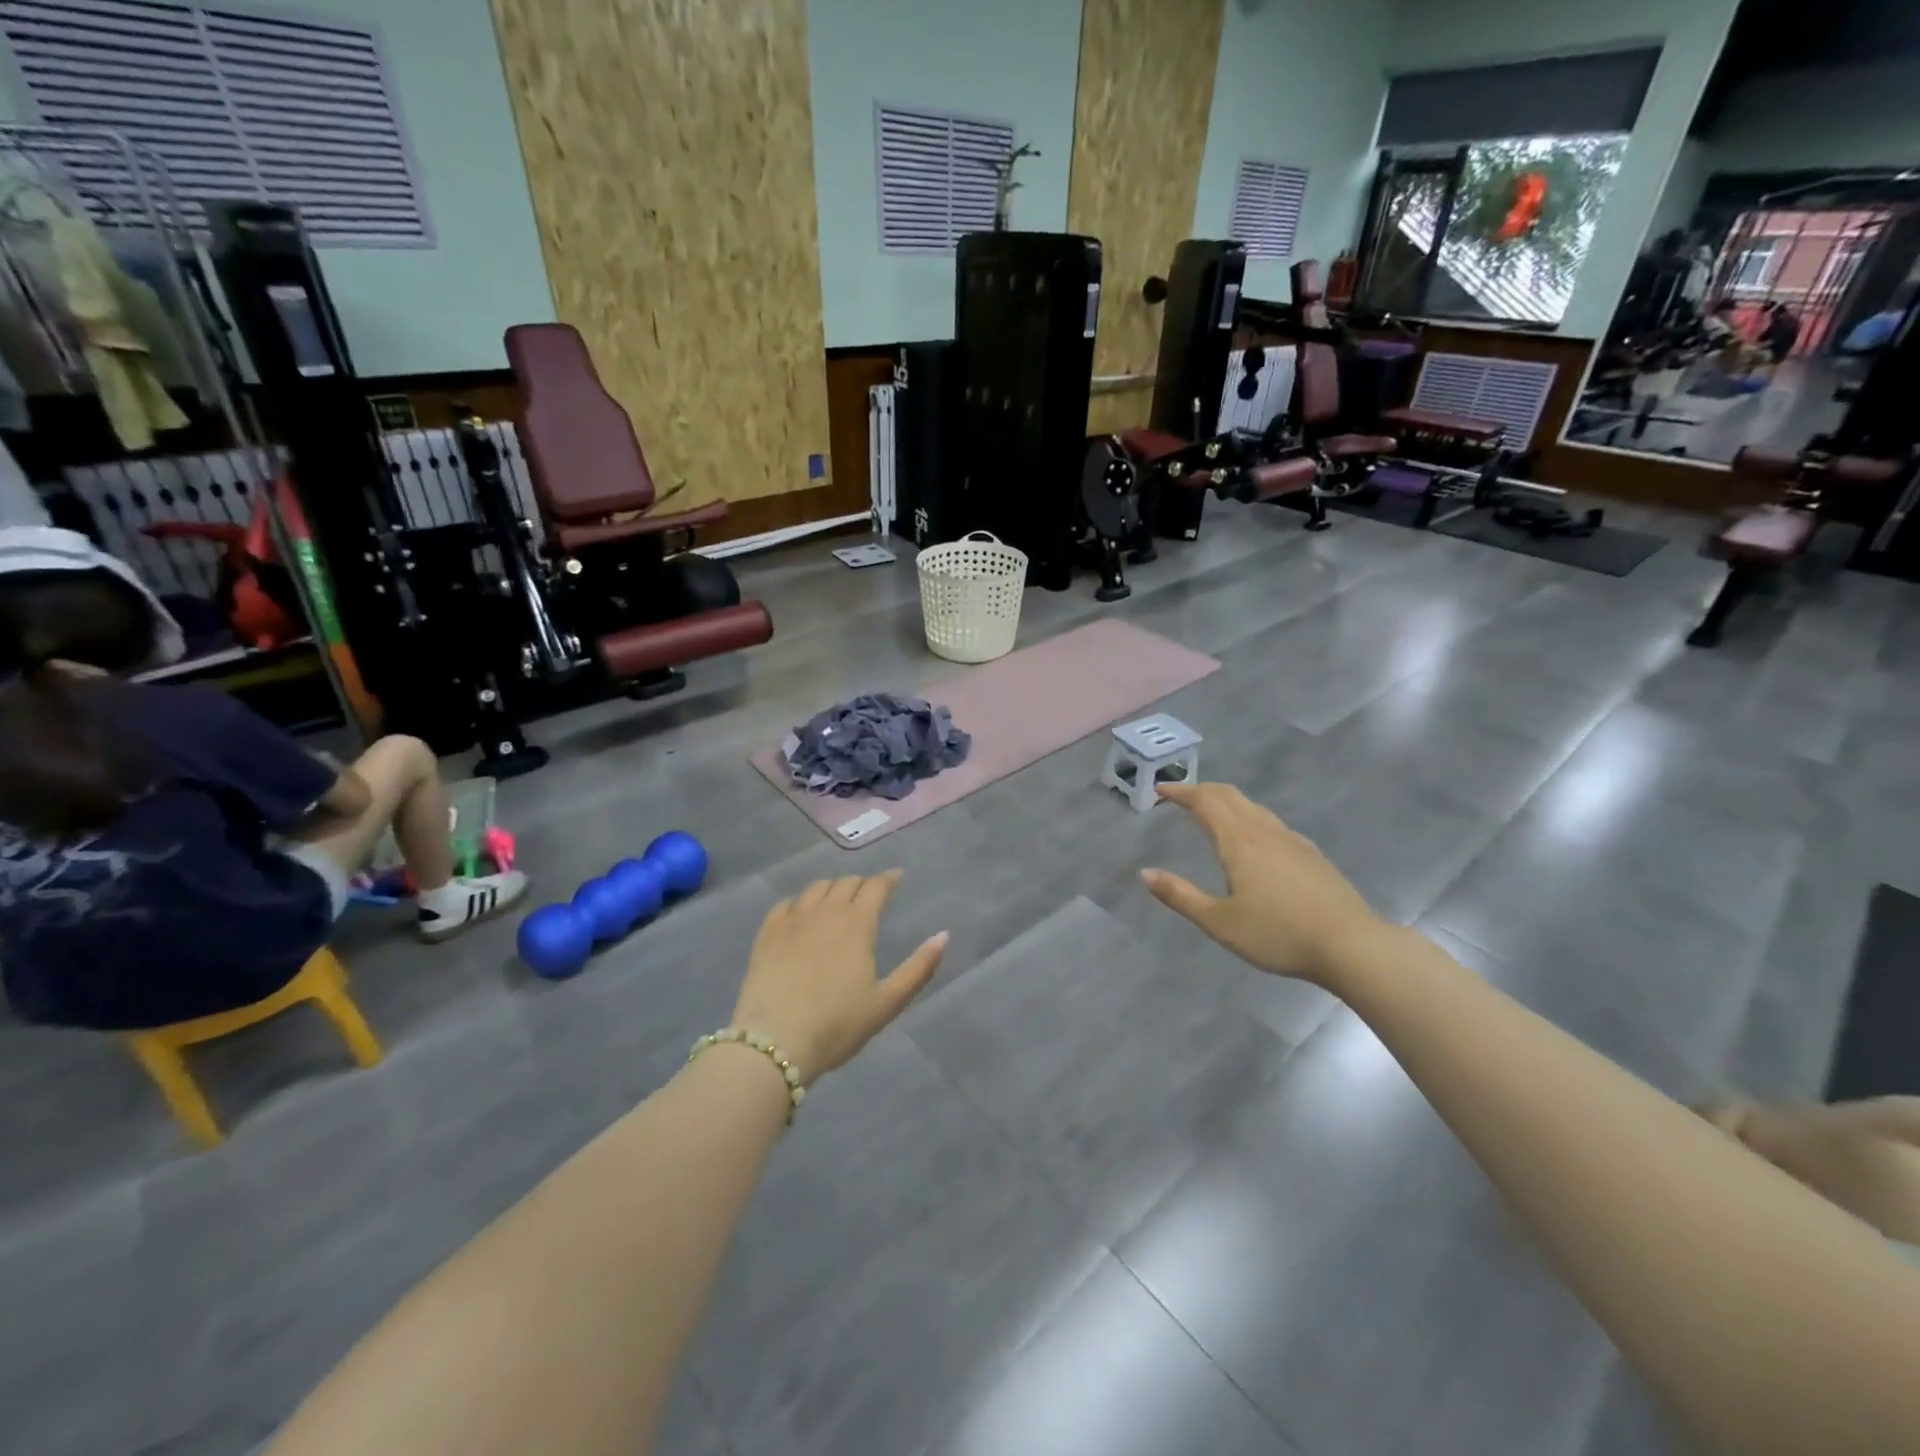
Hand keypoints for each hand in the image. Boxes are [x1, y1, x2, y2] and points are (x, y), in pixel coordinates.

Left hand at [731, 869, 946, 1080]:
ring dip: (831, 889)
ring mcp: (792, 921)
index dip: (888, 879)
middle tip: (869, 894)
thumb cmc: (837, 1025)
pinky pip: (785, 905)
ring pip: (815, 889)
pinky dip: (799, 903)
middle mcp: (825, 912)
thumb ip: (919, 968)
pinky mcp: (766, 935)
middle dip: (862, 884)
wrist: (774, 1042)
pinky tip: (800, 915)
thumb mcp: (887, 1002)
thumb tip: (943, 935)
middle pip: (846, 883)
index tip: (897, 877)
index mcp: (857, 924)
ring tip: (837, 900)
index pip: (876, 887)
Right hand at [1141, 782, 1383, 984]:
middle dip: (1202, 790)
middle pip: (1230, 795)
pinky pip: (1271, 823)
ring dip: (1227, 802)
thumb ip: (1180, 896)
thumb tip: (1145, 874)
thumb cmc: (1279, 934)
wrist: (1351, 945)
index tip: (1161, 789)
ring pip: (1253, 807)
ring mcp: (1292, 841)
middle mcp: (1264, 831)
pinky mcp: (1311, 855)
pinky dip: (1249, 817)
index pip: (1205, 801)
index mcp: (1239, 841)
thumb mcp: (1219, 923)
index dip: (1181, 791)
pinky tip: (1253, 840)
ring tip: (1211, 814)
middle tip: (1180, 796)